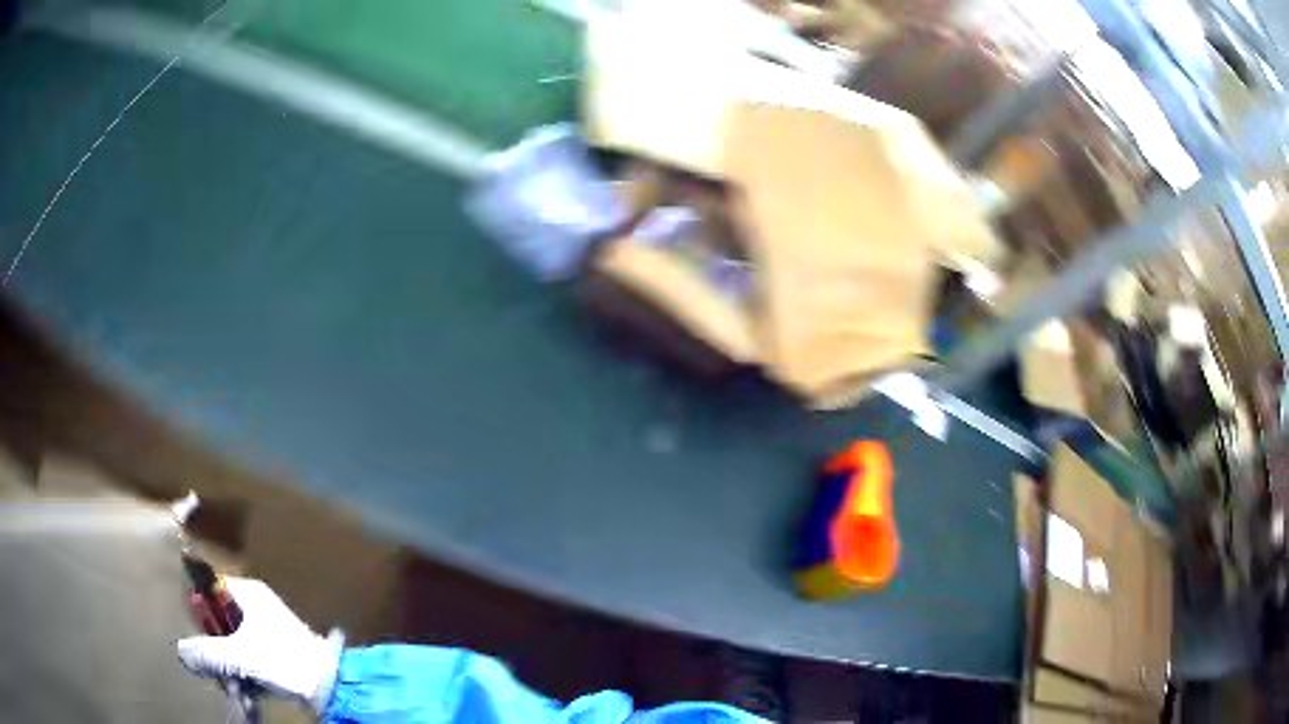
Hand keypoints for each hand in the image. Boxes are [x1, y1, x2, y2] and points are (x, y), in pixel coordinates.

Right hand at [176, 577, 343, 712]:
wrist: (330, 686)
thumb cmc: (283, 660)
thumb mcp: (238, 656)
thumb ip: (206, 652)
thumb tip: (182, 651)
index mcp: (248, 593)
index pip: (210, 589)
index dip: (199, 608)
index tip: (195, 631)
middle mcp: (257, 605)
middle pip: (220, 619)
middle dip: (214, 646)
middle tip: (211, 665)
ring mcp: (268, 629)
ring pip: (234, 642)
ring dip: (229, 665)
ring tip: (229, 684)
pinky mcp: (277, 653)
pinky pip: (249, 659)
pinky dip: (244, 674)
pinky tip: (245, 693)